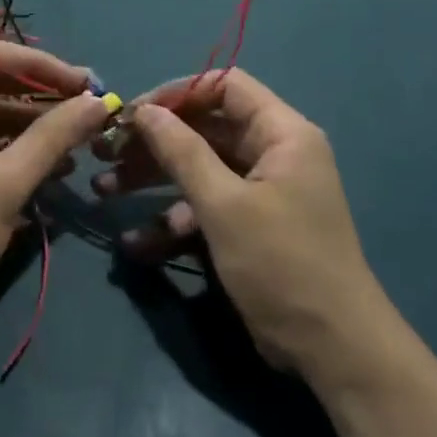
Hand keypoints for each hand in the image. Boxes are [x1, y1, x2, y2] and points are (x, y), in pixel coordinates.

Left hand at [0, 42, 110, 344]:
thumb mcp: (5, 185)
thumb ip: (54, 138)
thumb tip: (100, 103)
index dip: (42, 66)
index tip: (85, 85)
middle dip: (39, 98)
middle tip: (87, 112)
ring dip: (27, 128)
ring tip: (76, 148)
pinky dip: (5, 151)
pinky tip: (47, 170)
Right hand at [95, 70, 387, 376]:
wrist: (332, 350)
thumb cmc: (281, 263)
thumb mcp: (224, 205)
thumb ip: (182, 151)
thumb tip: (145, 110)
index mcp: (281, 133)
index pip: (224, 86)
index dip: (176, 93)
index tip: (133, 113)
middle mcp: (272, 153)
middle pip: (204, 128)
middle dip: (154, 141)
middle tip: (106, 152)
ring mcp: (260, 192)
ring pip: (198, 169)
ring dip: (153, 179)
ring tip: (104, 190)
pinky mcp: (248, 226)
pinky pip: (205, 208)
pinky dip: (172, 219)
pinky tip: (135, 242)